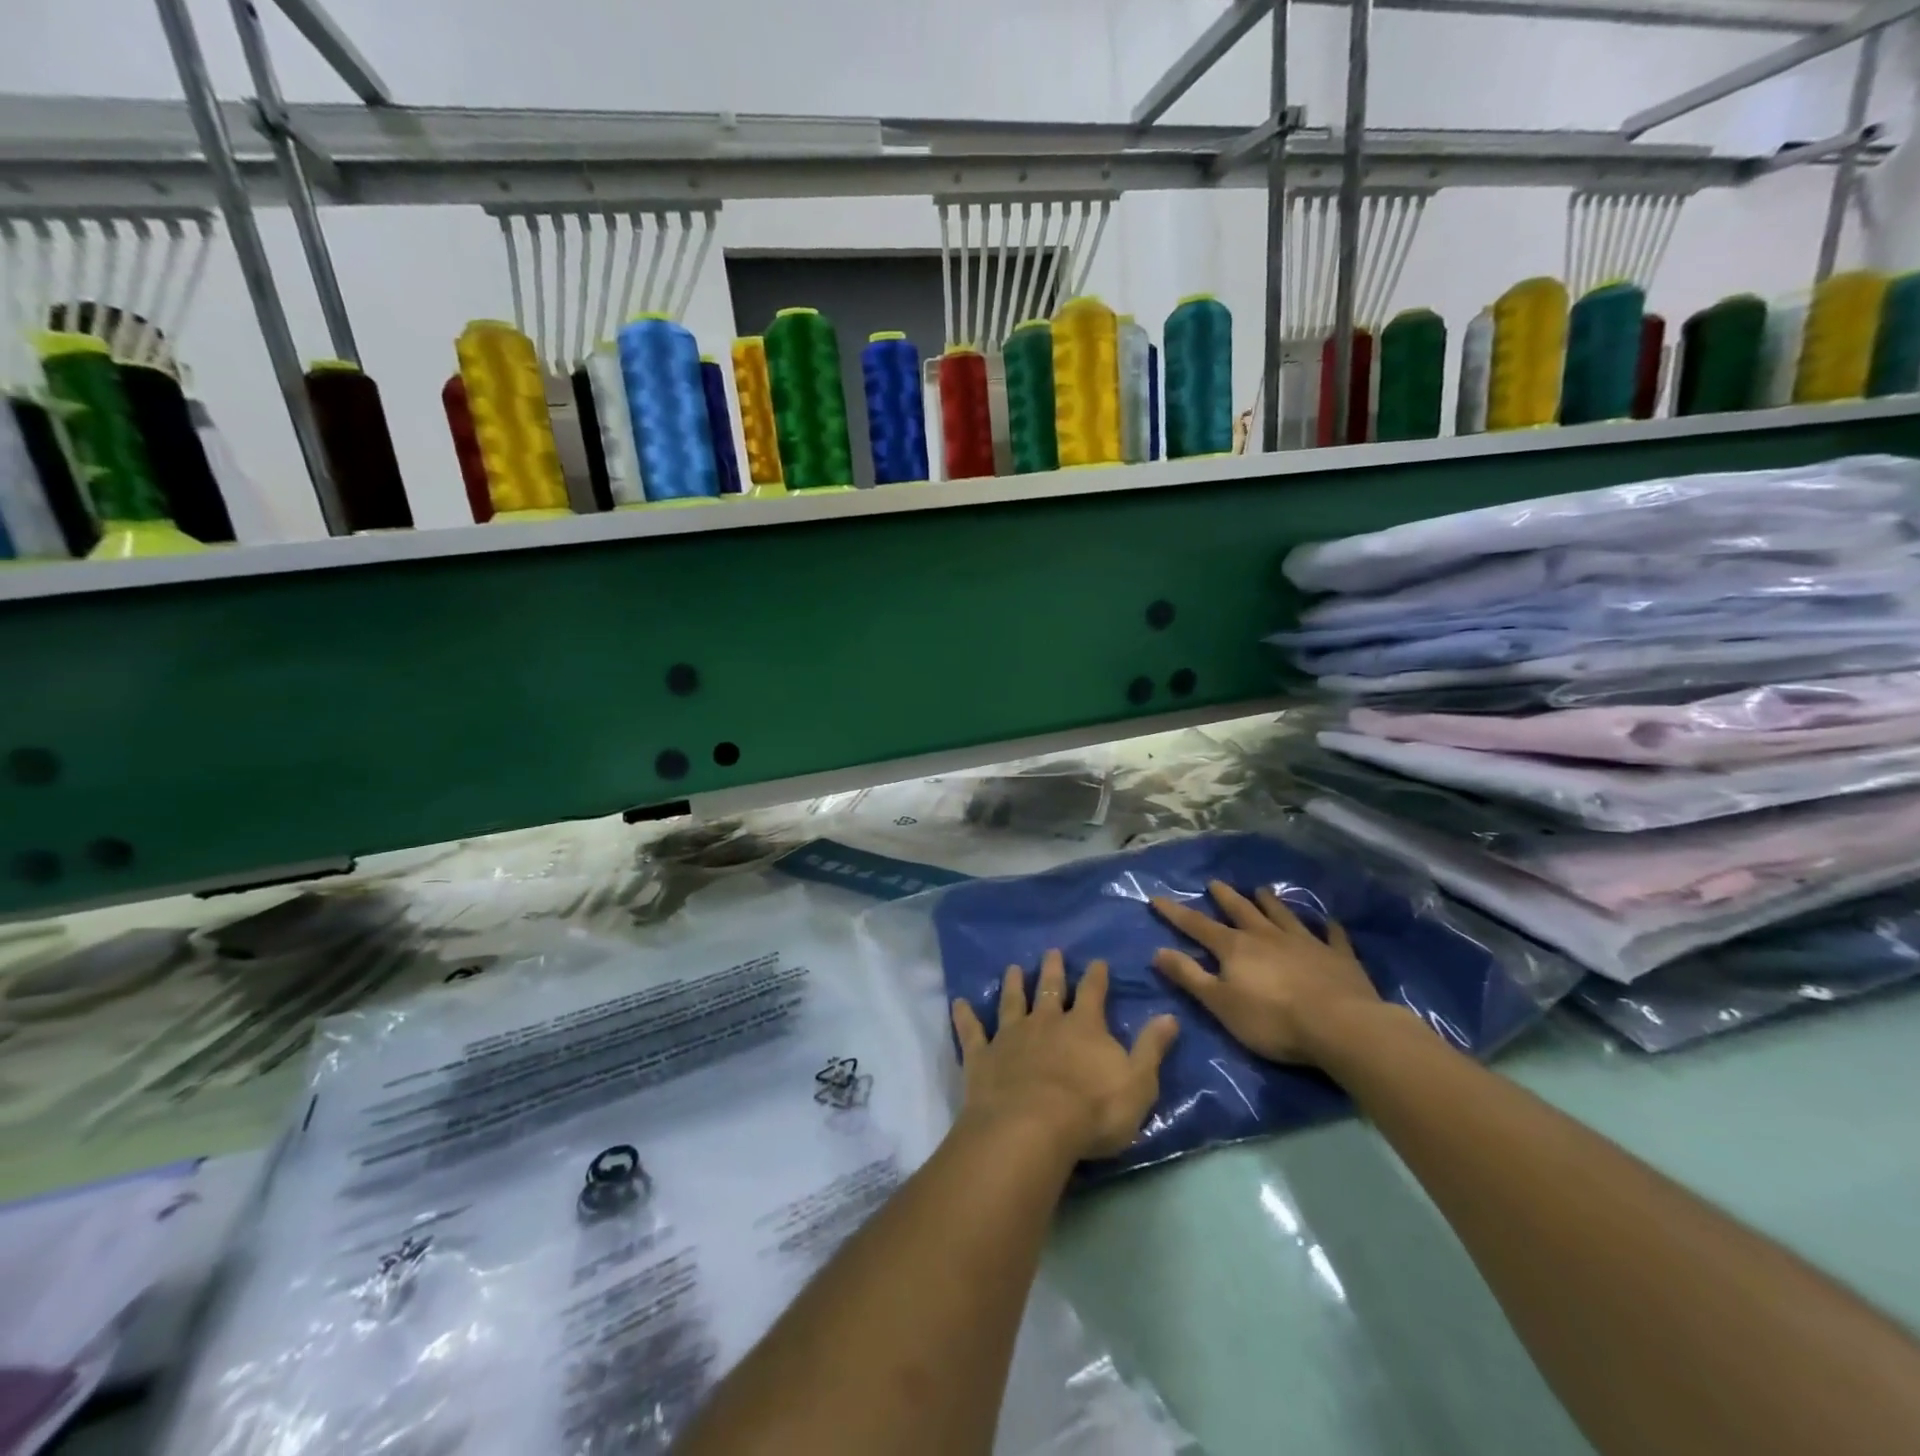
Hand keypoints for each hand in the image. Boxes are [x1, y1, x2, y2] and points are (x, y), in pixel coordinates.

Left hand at [951, 950, 1178, 1163]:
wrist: (1031, 1128)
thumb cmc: (1092, 1110)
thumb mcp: (1137, 1083)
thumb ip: (1152, 1048)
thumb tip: (1169, 1015)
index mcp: (1084, 1027)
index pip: (1094, 993)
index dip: (1097, 977)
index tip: (1097, 961)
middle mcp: (1046, 1022)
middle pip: (1050, 989)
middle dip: (1053, 970)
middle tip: (1052, 952)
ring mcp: (1011, 1036)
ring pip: (1012, 1002)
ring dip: (1013, 984)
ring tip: (1013, 967)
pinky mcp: (983, 1056)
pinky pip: (972, 1031)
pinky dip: (965, 1016)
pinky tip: (958, 1003)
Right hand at [1149, 880, 1382, 1065]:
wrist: (1340, 1026)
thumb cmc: (1272, 1020)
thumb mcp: (1220, 1003)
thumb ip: (1189, 976)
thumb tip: (1158, 951)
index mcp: (1235, 948)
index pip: (1198, 926)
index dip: (1176, 913)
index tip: (1157, 898)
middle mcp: (1267, 936)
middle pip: (1241, 910)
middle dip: (1225, 897)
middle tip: (1215, 882)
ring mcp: (1305, 942)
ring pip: (1283, 915)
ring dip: (1271, 902)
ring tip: (1261, 889)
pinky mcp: (1338, 957)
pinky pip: (1332, 936)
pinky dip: (1328, 928)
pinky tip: (1329, 922)